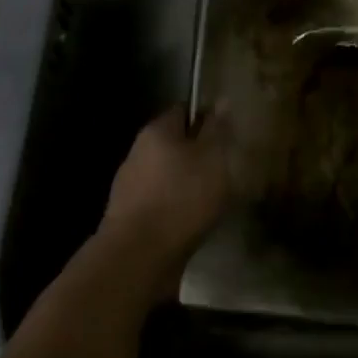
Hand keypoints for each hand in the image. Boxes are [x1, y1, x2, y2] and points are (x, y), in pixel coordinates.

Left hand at [94, 107, 236, 299]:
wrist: (138, 257)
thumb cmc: (182, 198)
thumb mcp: (213, 158)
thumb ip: (218, 129)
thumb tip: (222, 100)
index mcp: (157, 130)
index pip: (184, 110)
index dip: (208, 119)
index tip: (229, 136)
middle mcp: (138, 152)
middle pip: (175, 144)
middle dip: (199, 154)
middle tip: (227, 169)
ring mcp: (129, 185)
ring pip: (168, 175)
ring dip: (188, 184)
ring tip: (214, 200)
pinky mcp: (129, 216)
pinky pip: (161, 202)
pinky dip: (177, 208)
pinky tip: (193, 222)